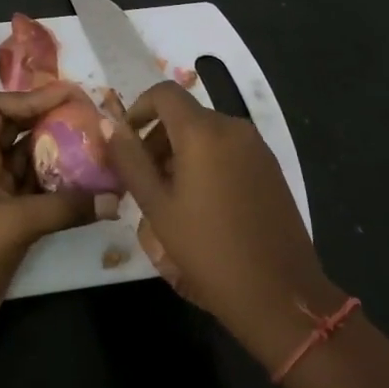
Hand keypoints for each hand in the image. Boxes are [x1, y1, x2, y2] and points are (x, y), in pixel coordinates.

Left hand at [0, 82, 96, 343]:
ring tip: (99, 147)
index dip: (29, 97)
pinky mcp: (13, 221)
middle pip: (19, 130)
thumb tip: (114, 199)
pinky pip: (43, 193)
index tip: (67, 96)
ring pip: (34, 162)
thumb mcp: (15, 223)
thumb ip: (65, 208)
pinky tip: (93, 188)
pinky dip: (65, 188)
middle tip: (90, 116)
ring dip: (62, 154)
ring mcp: (1, 195)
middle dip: (52, 120)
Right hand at [103, 82, 344, 365]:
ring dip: (182, 151)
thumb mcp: (157, 207)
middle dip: (158, 137)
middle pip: (186, 114)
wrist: (279, 294)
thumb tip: (109, 124)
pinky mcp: (271, 167)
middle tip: (144, 178)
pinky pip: (229, 149)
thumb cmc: (208, 250)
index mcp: (202, 132)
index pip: (164, 93)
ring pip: (207, 132)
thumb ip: (130, 160)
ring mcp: (257, 147)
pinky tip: (203, 203)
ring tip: (170, 196)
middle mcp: (232, 127)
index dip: (139, 108)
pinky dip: (208, 160)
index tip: (126, 141)